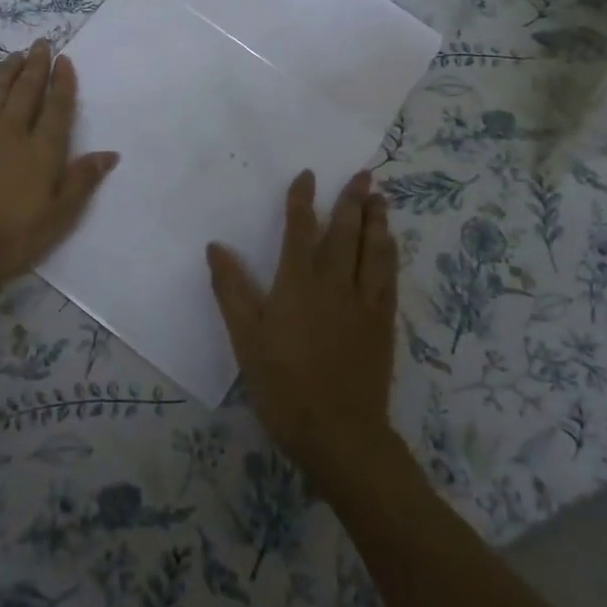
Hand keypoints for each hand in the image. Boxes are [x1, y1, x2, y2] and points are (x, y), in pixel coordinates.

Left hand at [0, 39, 117, 294]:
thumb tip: (109, 153)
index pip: (56, 107)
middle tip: (41, 42)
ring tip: (15, 55)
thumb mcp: (57, 217)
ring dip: (8, 71)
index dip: (62, 82)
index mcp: (42, 150)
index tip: (64, 59)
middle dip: (36, 65)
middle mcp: (12, 132)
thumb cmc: (10, 235)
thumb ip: (81, 181)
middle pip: (26, 90)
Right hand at [207, 169, 401, 495]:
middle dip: (352, 200)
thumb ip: (232, 289)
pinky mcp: (382, 323)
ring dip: (376, 220)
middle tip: (363, 174)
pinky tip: (390, 246)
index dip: (303, 200)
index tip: (308, 175)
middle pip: (346, 232)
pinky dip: (390, 254)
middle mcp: (335, 283)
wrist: (339, 432)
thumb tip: (216, 247)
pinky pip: (389, 277)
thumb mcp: (246, 338)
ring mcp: (364, 302)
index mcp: (298, 282)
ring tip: (380, 198)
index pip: (301, 229)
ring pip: (374, 250)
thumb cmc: (283, 384)